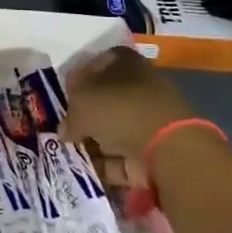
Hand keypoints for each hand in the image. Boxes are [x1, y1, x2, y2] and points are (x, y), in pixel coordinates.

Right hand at [62, 48, 197, 210]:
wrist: (167, 149)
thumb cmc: (119, 110)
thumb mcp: (81, 104)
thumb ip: (69, 115)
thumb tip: (66, 129)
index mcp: (125, 63)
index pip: (98, 62)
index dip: (80, 77)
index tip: (65, 92)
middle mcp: (139, 88)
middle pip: (105, 99)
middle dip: (84, 114)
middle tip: (64, 126)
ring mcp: (148, 121)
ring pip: (113, 129)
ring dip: (93, 141)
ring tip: (70, 151)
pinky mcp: (153, 151)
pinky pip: (122, 156)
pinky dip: (105, 164)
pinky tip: (86, 170)